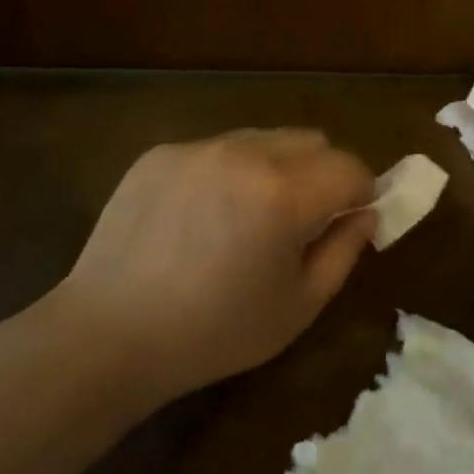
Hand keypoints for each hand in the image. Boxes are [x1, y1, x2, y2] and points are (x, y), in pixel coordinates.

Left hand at [53, 129, 375, 405]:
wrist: (108, 334)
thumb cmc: (214, 332)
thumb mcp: (299, 306)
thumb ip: (344, 251)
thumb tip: (365, 213)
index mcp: (285, 193)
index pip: (350, 167)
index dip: (360, 193)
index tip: (349, 219)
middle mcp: (245, 153)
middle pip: (311, 141)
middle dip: (322, 173)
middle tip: (302, 219)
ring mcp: (199, 147)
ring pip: (264, 138)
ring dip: (276, 167)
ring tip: (248, 216)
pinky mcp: (162, 152)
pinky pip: (217, 148)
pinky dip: (228, 172)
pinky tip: (200, 216)